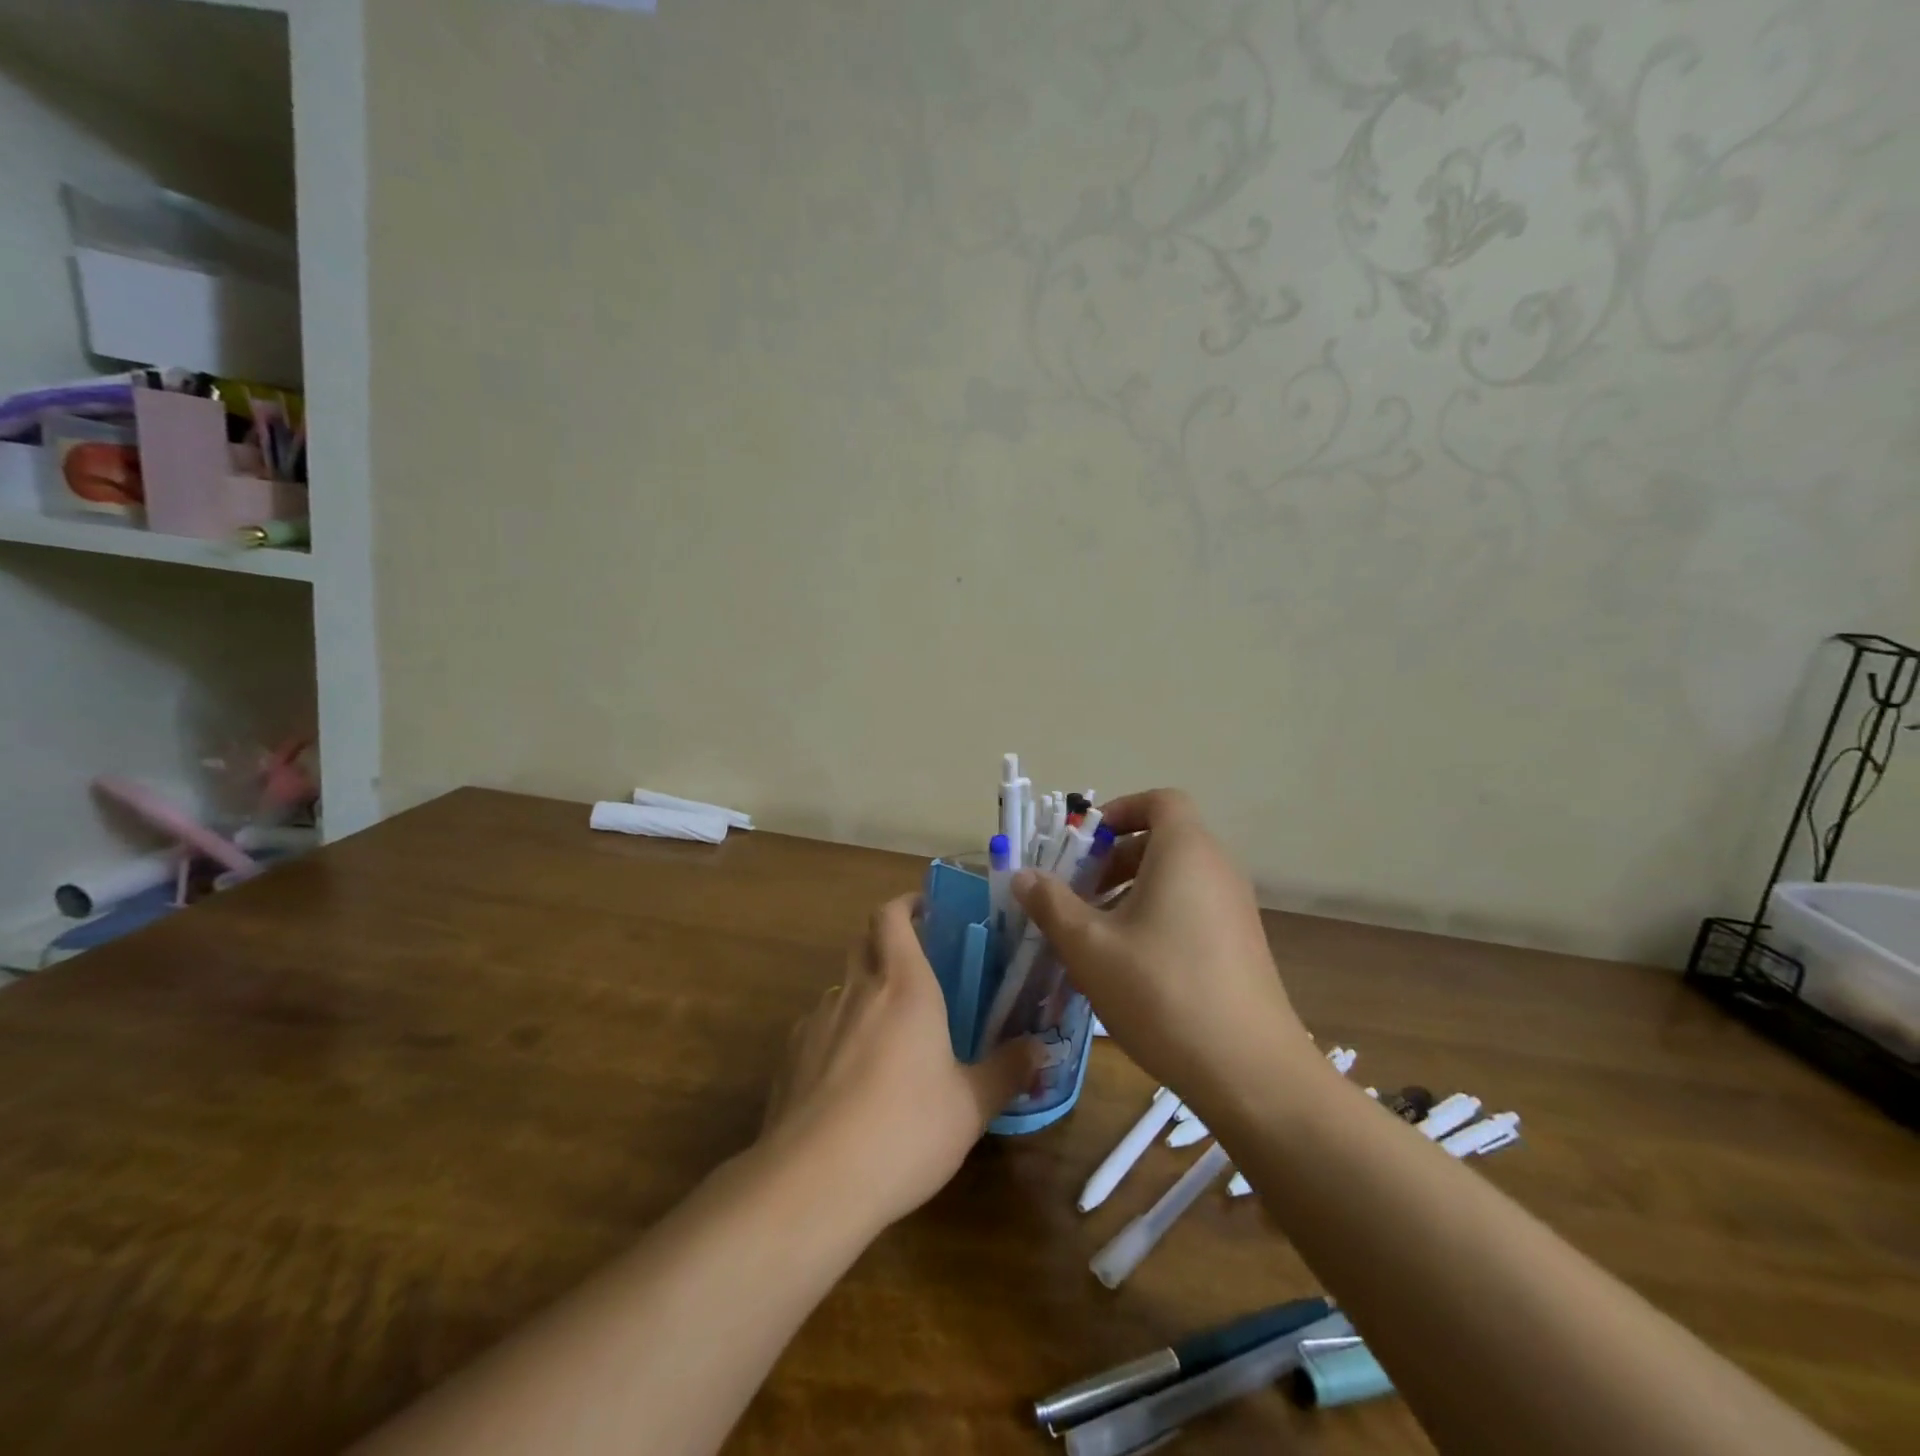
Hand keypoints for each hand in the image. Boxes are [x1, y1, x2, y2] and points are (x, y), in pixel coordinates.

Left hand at [762, 894, 1037, 1229]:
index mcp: (904, 986)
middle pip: (864, 940)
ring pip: (841, 985)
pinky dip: (837, 1033)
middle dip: (886, 939)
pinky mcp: (790, 1056)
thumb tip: (1040, 1050)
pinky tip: (849, 1076)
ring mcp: (817, 1021)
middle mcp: (857, 990)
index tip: (925, 909)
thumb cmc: (905, 1130)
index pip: (892, 916)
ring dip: (863, 990)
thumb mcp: (970, 1107)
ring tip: (887, 1029)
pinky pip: (818, 1027)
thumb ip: (1007, 1071)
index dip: (906, 904)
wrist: (812, 1182)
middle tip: (916, 964)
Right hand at [1013, 790, 1308, 1114]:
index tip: (1084, 843)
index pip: (1160, 801)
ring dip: (1131, 891)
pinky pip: (1192, 908)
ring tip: (1095, 932)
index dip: (1119, 811)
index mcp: (1186, 852)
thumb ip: (1052, 904)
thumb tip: (1023, 875)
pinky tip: (1130, 964)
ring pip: (1176, 878)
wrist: (1250, 1072)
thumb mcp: (1090, 947)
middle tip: (1077, 892)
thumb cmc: (1161, 992)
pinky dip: (1157, 915)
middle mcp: (1217, 869)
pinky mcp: (1241, 944)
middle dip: (1114, 859)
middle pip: (1163, 840)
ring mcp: (1235, 908)